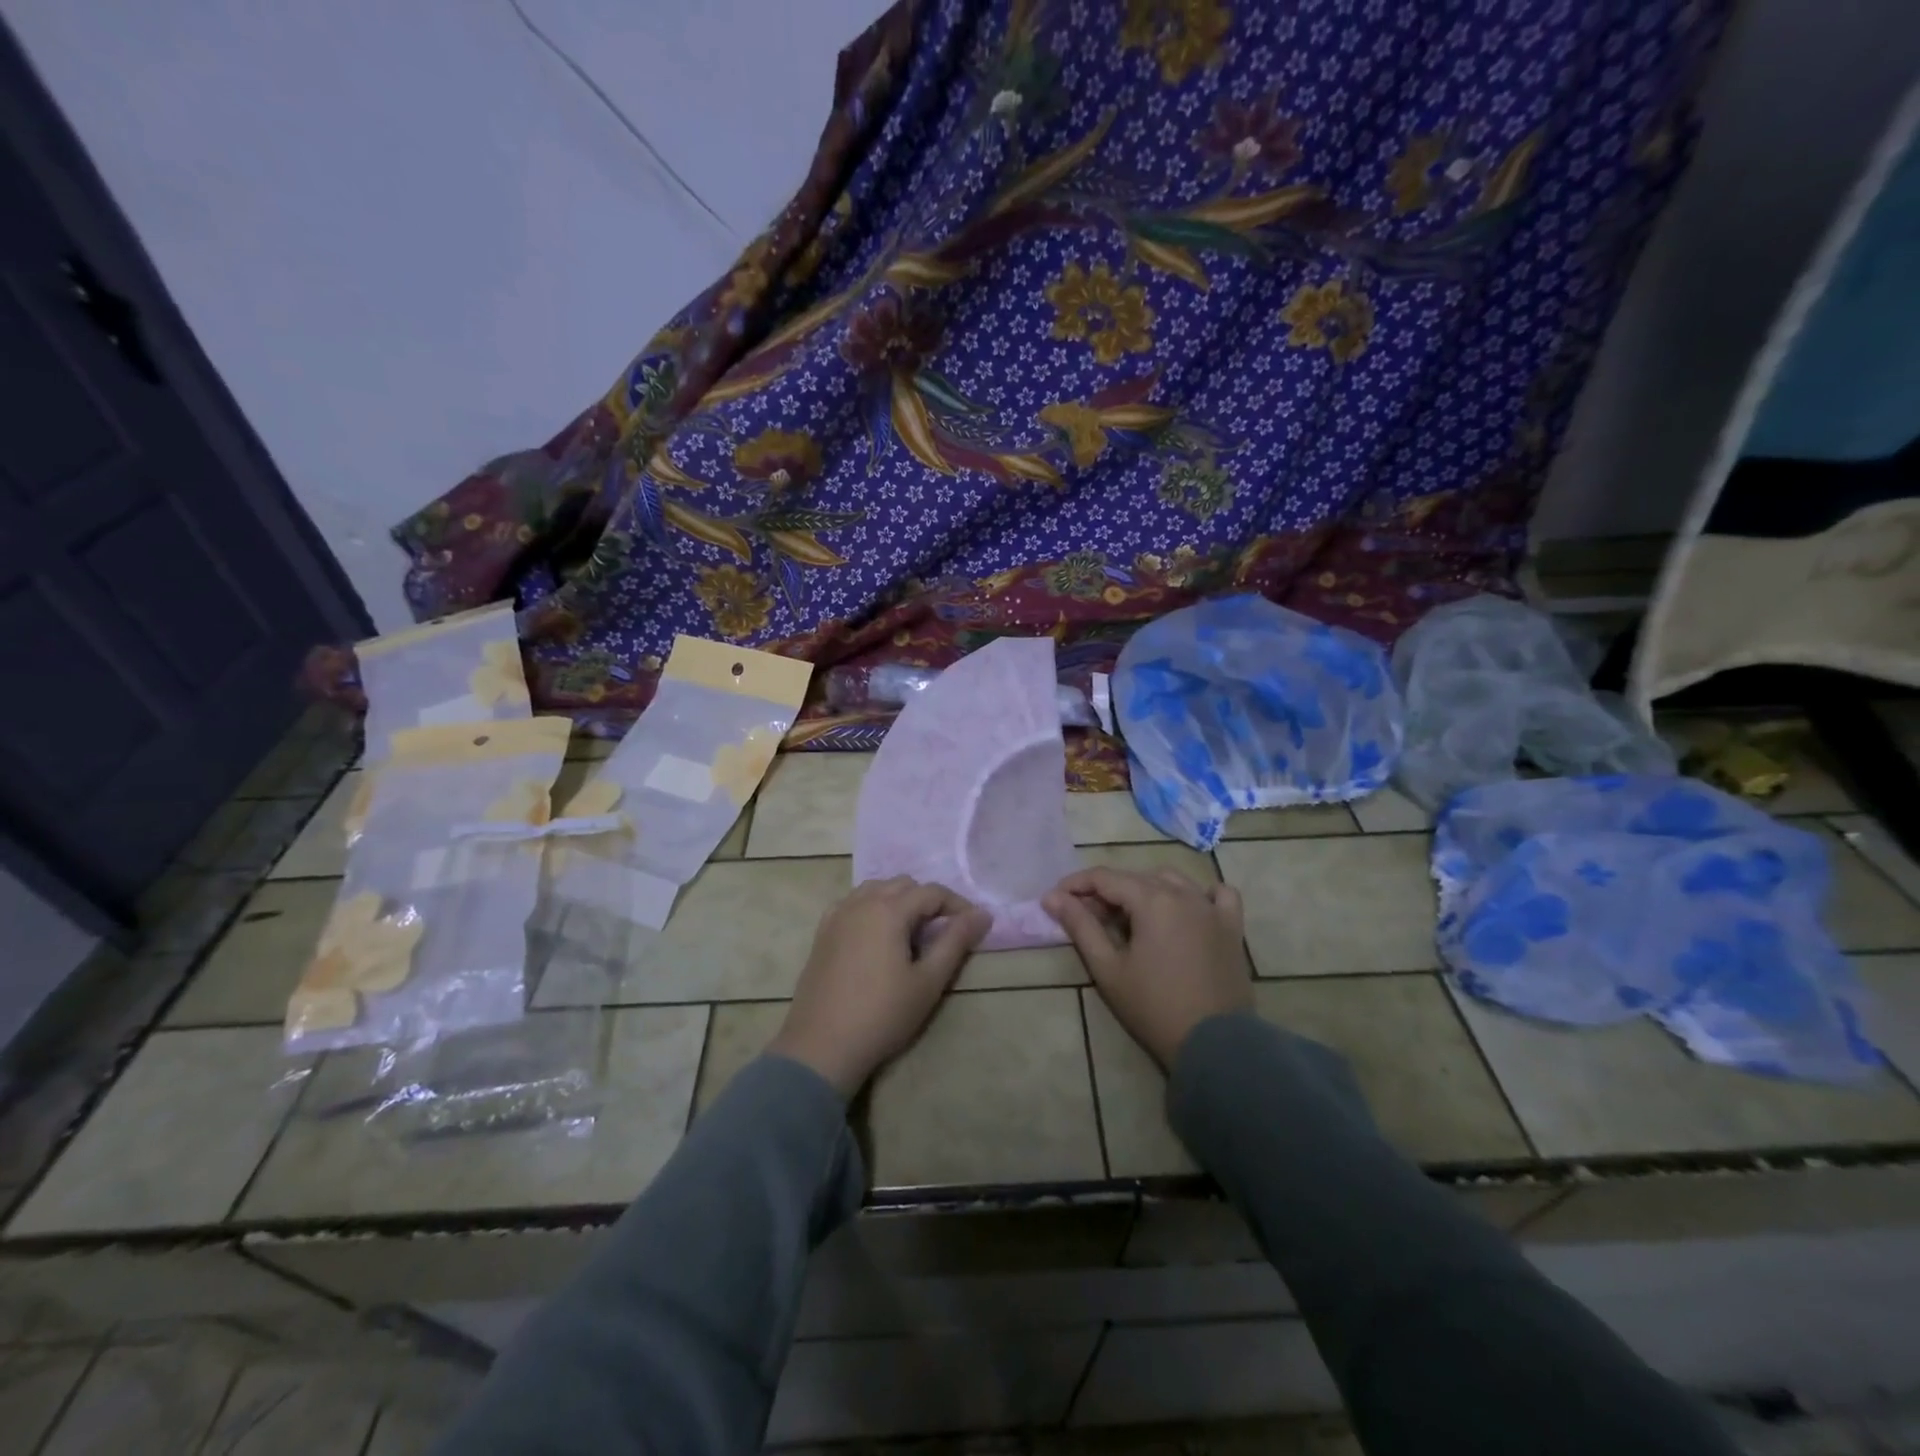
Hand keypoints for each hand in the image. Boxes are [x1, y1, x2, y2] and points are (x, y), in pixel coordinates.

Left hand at [769, 877, 990, 1097]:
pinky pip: (853, 904)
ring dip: (898, 901)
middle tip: (942, 933)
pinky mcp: (822, 932)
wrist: (821, 1046)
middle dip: (927, 901)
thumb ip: (956, 941)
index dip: (957, 905)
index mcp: (889, 909)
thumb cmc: (882, 1014)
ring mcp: (837, 915)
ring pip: (875, 889)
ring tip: (911, 933)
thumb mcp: (928, 981)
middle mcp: (861, 902)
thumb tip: (982, 913)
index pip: (932, 892)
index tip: (974, 927)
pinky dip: (872, 908)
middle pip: (903, 885)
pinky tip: (877, 936)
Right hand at [1044, 866, 1250, 1069]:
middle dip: (1106, 891)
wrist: (1214, 1045)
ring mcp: (1212, 909)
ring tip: (1130, 916)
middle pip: (1135, 877)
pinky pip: (1220, 895)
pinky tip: (1188, 909)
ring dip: (1146, 889)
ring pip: (1173, 880)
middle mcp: (1183, 893)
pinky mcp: (1232, 927)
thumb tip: (1053, 897)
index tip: (1055, 900)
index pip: (1104, 878)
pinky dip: (1201, 894)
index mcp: (1152, 900)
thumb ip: (1080, 926)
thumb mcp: (1108, 968)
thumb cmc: (1153, 1007)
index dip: (1076, 884)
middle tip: (1087, 918)